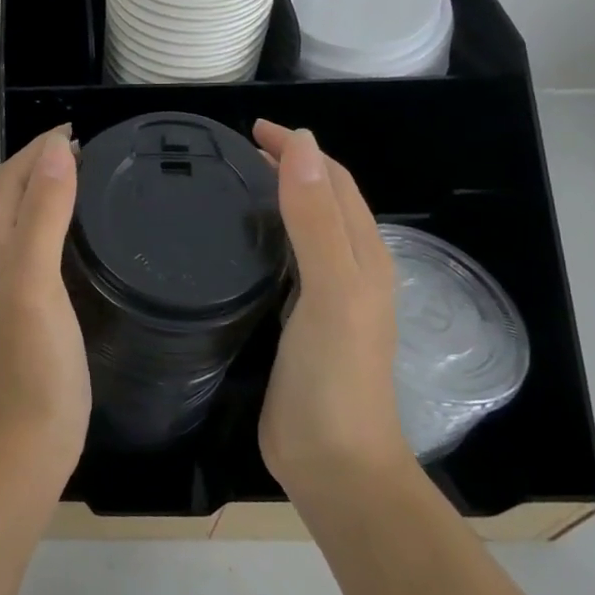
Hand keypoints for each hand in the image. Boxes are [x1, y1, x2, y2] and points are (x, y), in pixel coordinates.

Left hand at [0, 126, 90, 486]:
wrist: (19, 447)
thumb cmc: (31, 362)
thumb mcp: (36, 279)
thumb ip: (43, 211)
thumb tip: (55, 150)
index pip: (8, 176)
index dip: (40, 149)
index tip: (83, 132)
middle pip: (8, 194)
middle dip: (42, 165)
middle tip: (94, 153)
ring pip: (17, 220)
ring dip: (45, 193)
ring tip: (89, 184)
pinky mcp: (11, 310)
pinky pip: (27, 248)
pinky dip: (49, 226)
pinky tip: (76, 240)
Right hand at [253, 120, 411, 486]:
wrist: (333, 463)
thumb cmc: (335, 375)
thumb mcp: (331, 290)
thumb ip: (316, 219)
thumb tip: (302, 144)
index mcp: (363, 256)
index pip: (334, 182)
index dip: (300, 150)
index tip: (252, 130)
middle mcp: (347, 270)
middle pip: (320, 201)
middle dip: (287, 167)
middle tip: (234, 152)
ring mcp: (322, 299)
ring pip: (301, 231)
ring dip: (275, 199)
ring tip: (231, 185)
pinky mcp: (295, 323)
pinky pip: (282, 263)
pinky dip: (263, 238)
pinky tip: (235, 244)